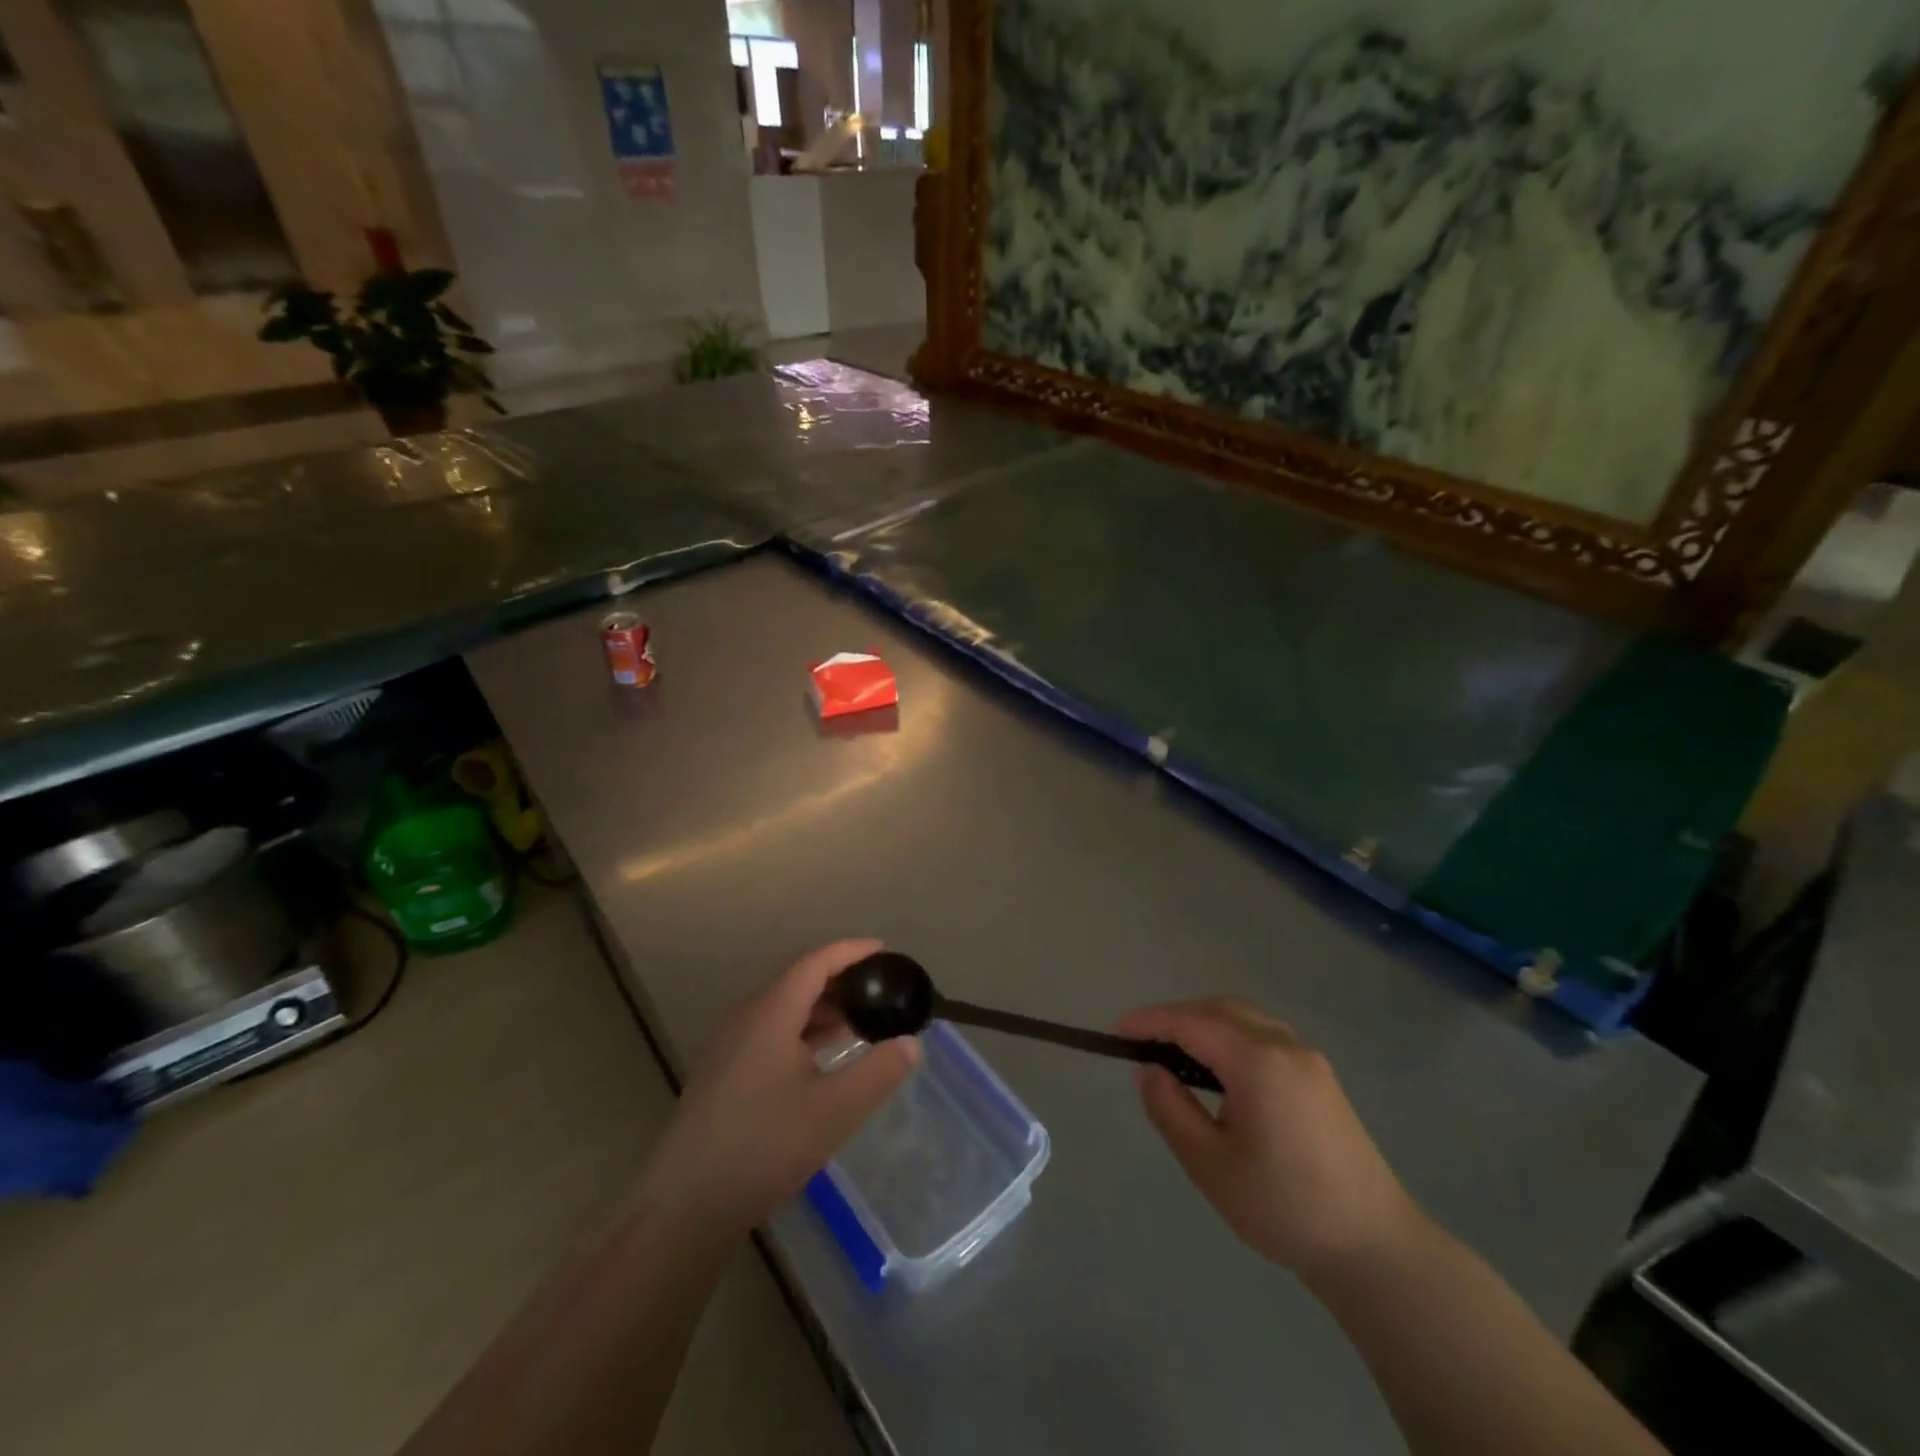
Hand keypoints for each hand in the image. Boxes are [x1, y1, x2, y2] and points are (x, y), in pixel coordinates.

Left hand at [635, 940, 919, 1232]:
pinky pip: (770, 1033)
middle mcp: (746, 1018)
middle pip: (798, 982)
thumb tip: (912, 1043)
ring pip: (783, 1010)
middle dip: (841, 981)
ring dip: (822, 1010)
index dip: (851, 952)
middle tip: (880, 992)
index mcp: (770, 1013)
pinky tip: (822, 1060)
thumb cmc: (764, 1147)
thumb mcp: (835, 1110)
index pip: (815, 963)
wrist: (686, 1207)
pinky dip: (803, 1033)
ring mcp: (729, 1046)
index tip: (884, 952)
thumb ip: (878, 1072)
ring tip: (860, 1023)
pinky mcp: (723, 1073)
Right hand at [1115, 997, 1421, 1281]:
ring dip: (1203, 1025)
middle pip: (1218, 1009)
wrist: (1374, 1248)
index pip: (1190, 1022)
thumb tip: (1148, 1071)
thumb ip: (1171, 1109)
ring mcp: (1307, 1058)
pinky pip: (1263, 1035)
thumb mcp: (1210, 1164)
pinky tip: (1219, 1073)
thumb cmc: (1283, 1208)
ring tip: (1174, 1057)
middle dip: (1175, 1018)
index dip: (1148, 1022)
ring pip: (1243, 1018)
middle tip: (1141, 1046)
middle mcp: (1284, 1045)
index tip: (1114, 1033)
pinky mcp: (1319, 1076)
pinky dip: (1230, 1037)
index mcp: (1257, 1061)